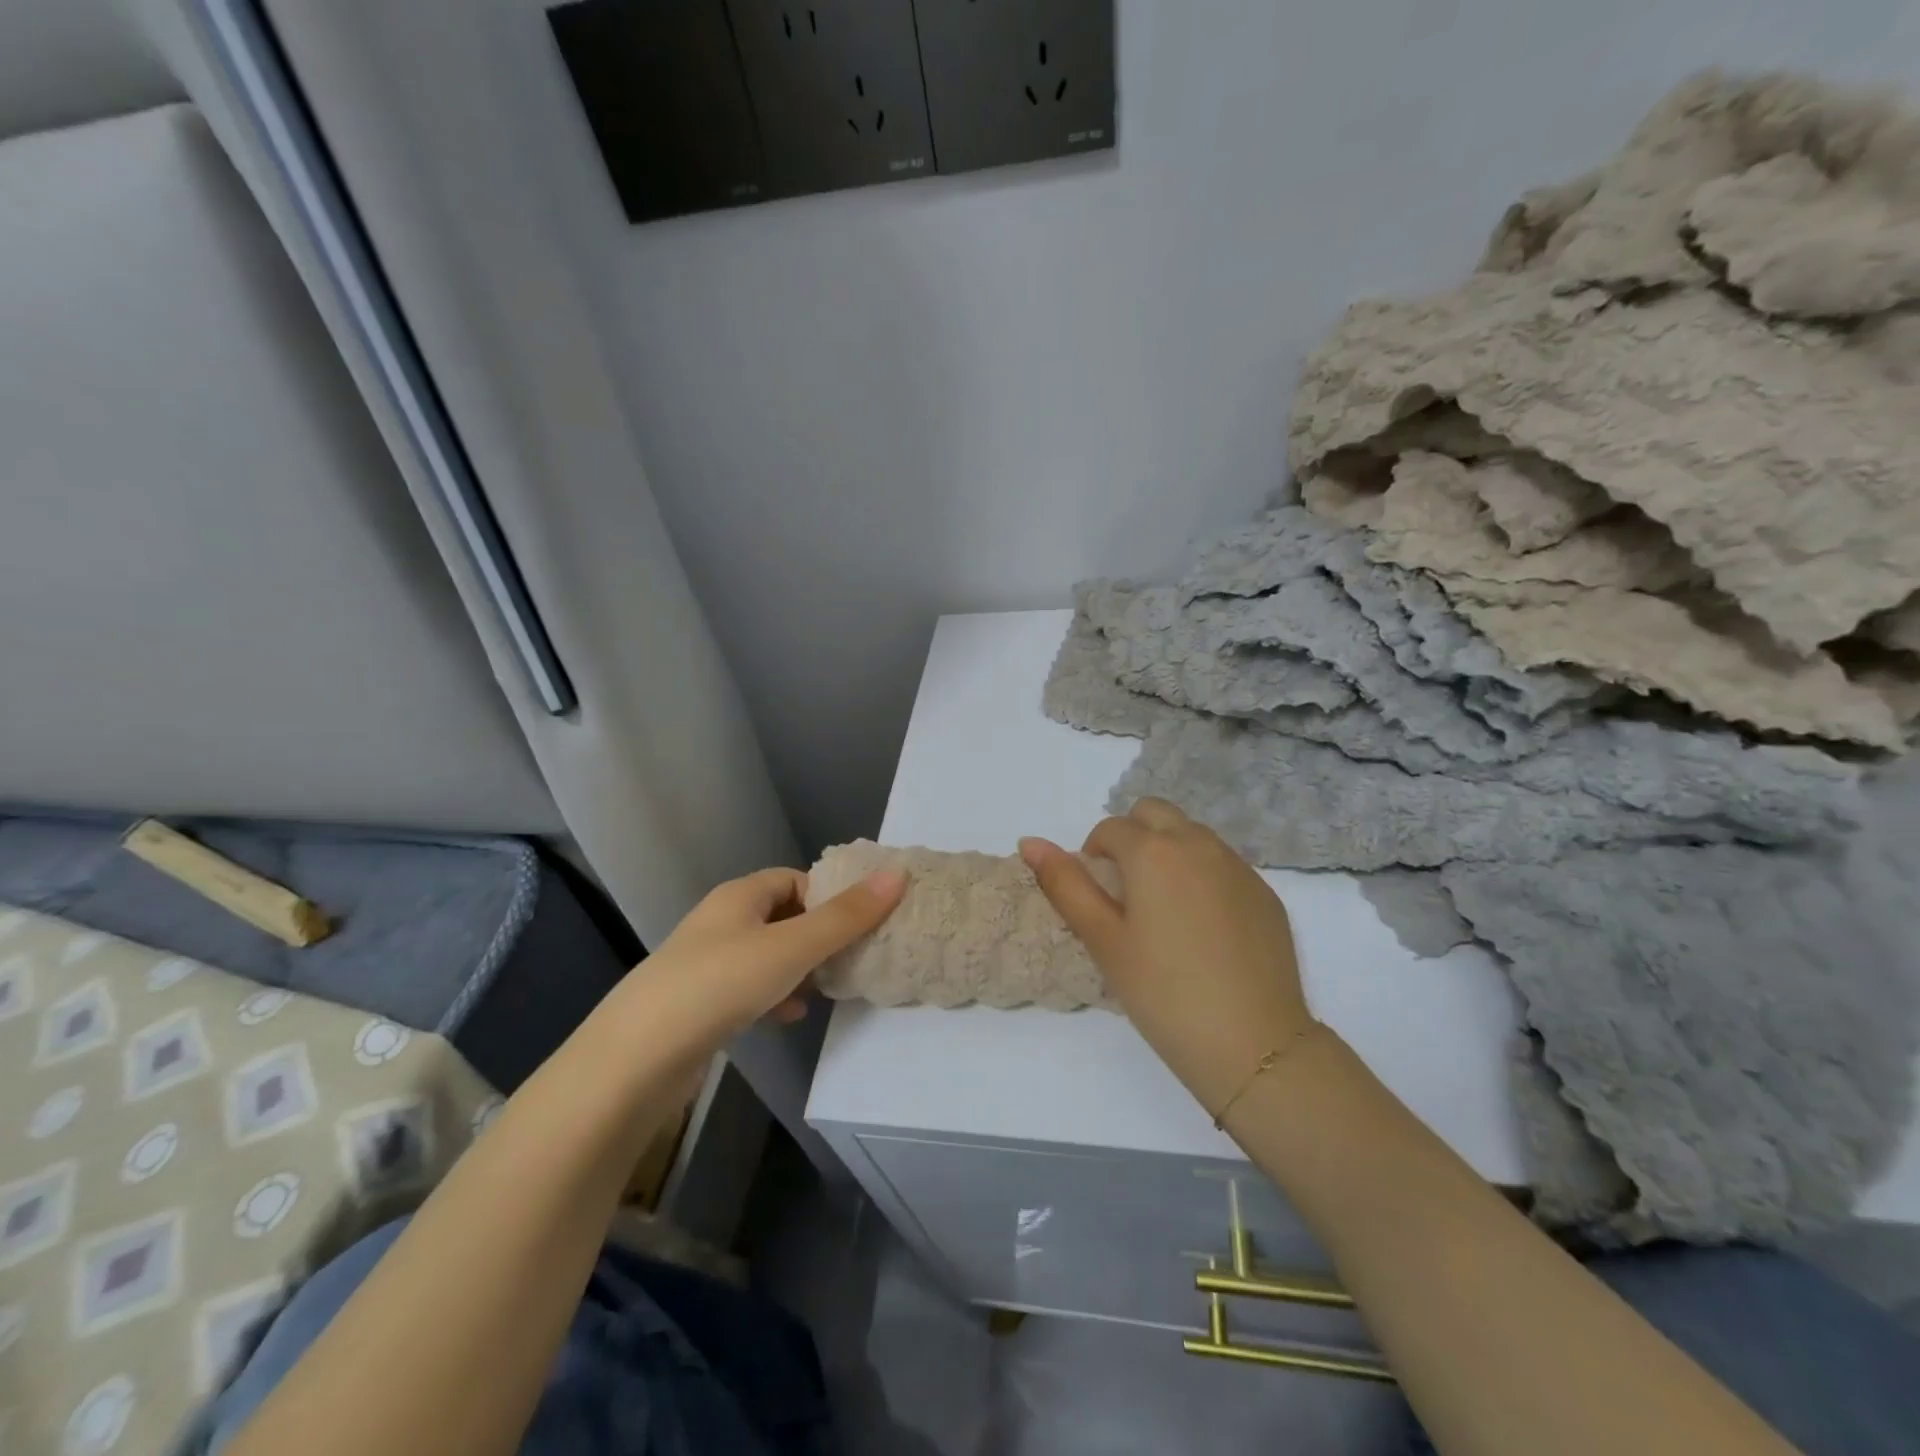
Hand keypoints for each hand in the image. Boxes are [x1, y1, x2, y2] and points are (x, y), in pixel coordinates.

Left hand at [632, 865, 906, 1043]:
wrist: (635, 1059)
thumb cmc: (719, 984)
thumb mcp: (792, 947)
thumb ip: (846, 917)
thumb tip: (898, 875)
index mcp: (739, 896)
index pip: (795, 879)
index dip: (829, 895)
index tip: (860, 922)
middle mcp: (721, 921)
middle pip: (783, 916)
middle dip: (818, 935)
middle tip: (852, 956)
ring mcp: (706, 964)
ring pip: (767, 955)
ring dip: (799, 968)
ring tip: (827, 987)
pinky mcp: (698, 1004)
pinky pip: (748, 988)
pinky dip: (774, 995)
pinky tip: (789, 1016)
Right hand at [1020, 799, 1312, 1117]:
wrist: (1254, 1044)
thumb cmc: (1163, 993)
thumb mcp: (1103, 940)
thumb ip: (1065, 884)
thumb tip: (1029, 841)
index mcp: (1153, 851)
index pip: (1110, 827)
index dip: (1094, 855)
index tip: (1098, 898)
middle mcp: (1198, 844)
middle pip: (1154, 813)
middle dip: (1133, 836)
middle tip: (1127, 891)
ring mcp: (1238, 866)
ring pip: (1192, 834)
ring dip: (1169, 851)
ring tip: (1165, 910)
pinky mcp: (1265, 892)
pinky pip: (1223, 863)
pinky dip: (1203, 875)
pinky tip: (1204, 929)